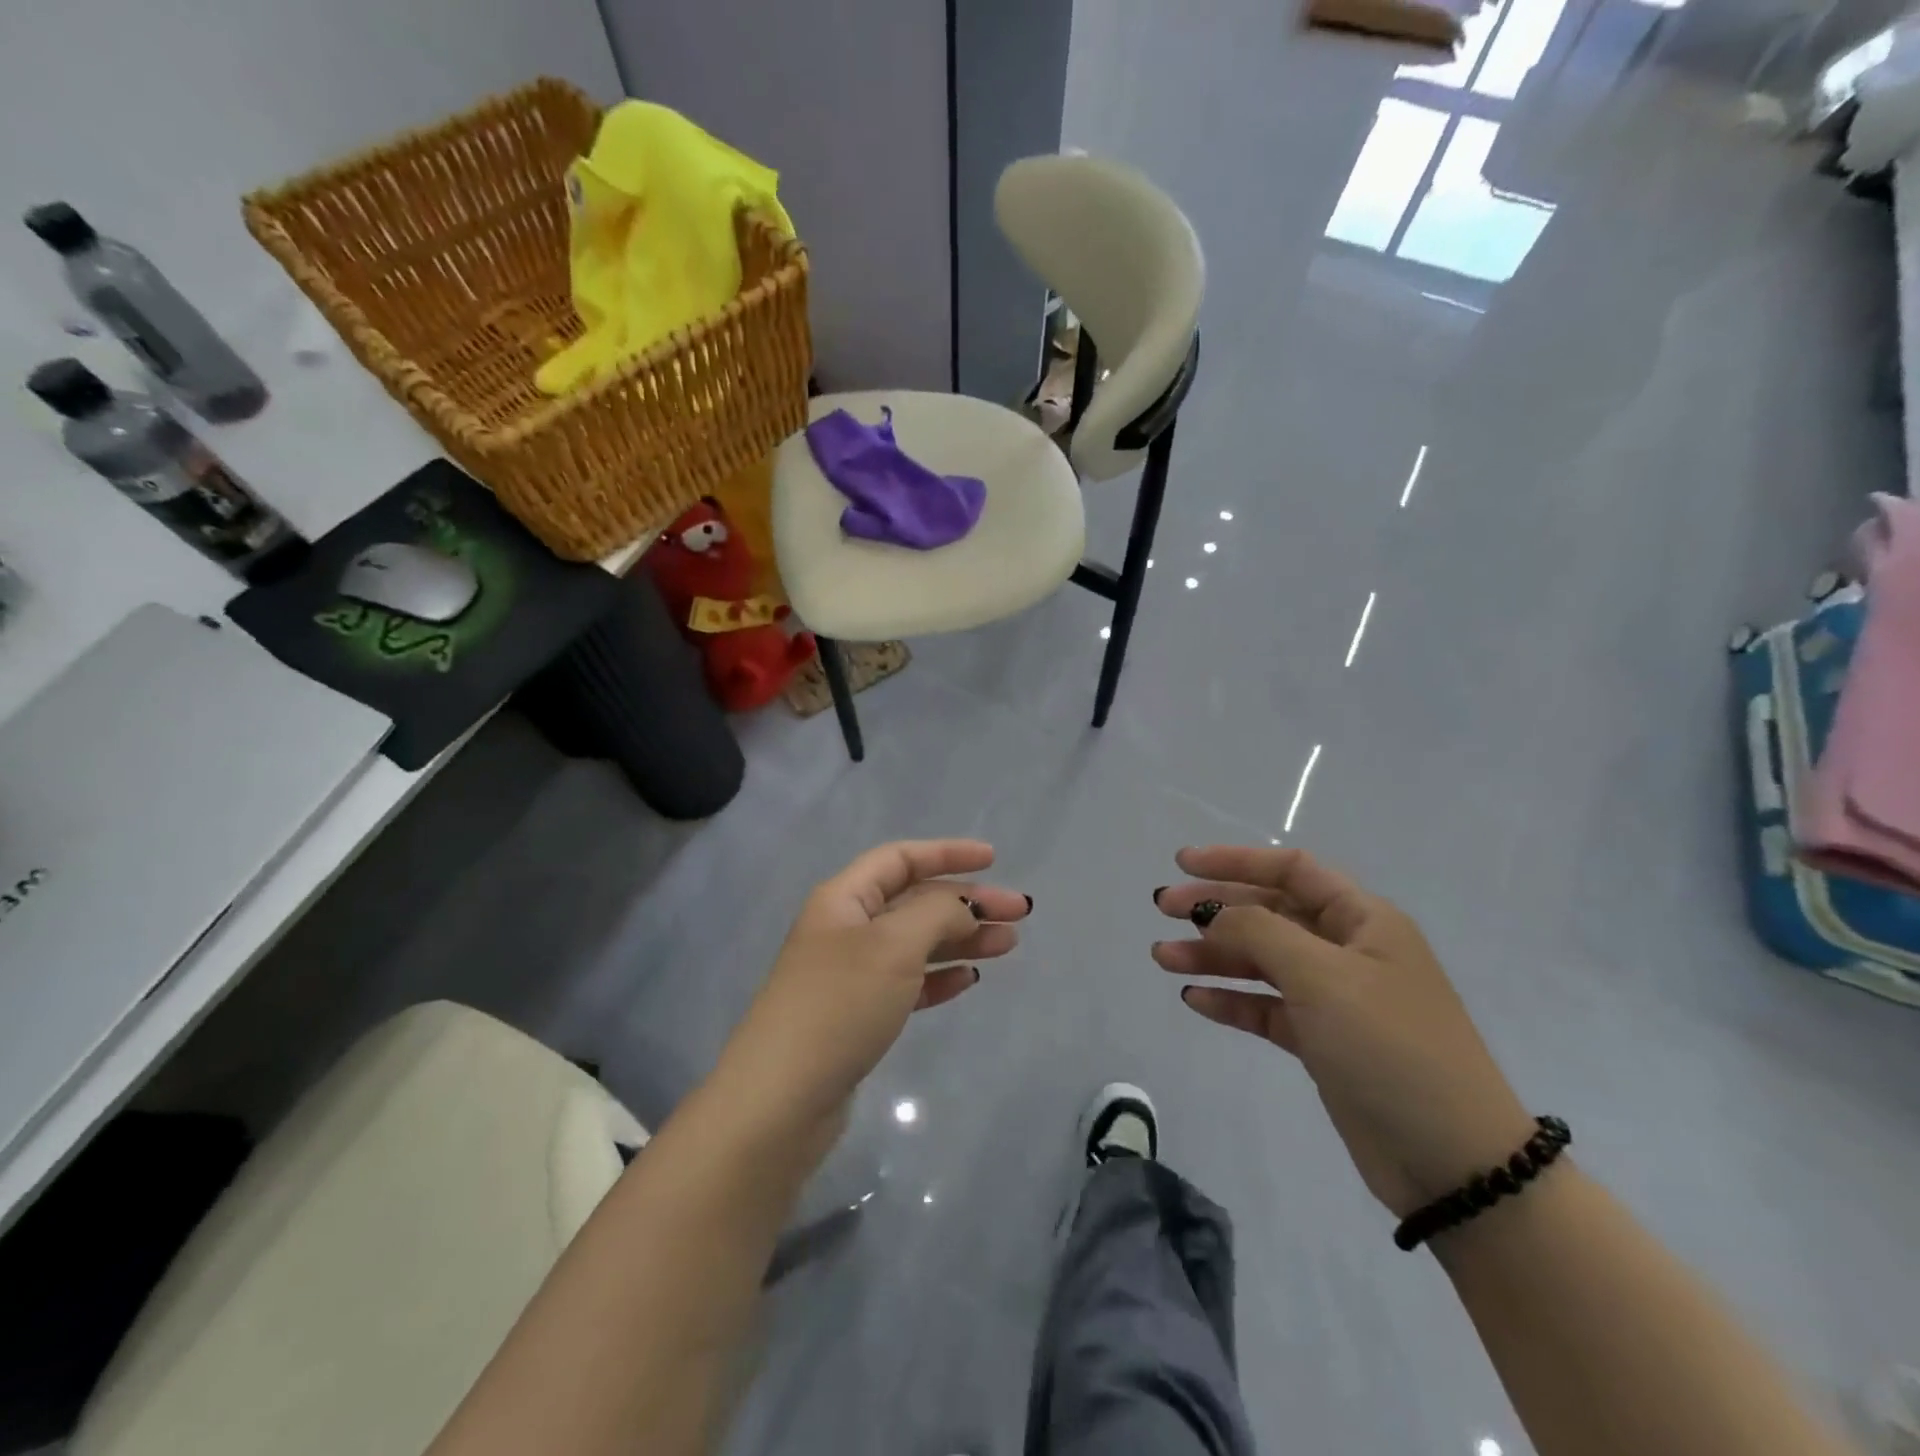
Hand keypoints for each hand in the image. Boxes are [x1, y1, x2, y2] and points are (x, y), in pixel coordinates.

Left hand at [714, 839, 1029, 1132]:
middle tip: (1018, 913)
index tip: (993, 859)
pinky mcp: (857, 1015)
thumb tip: (965, 904)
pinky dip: (938, 977)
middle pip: (914, 901)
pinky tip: (968, 980)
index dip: (947, 852)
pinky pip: (907, 983)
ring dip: (961, 939)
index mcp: (843, 899)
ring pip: (915, 943)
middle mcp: (845, 928)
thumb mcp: (893, 946)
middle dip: (966, 902)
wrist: (780, 1101)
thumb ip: (936, 913)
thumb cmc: (839, 1005)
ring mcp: (850, 974)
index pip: (900, 859)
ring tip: (1008, 945)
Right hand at [1154, 845, 1533, 1217]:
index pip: (1291, 869)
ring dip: (1213, 955)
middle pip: (1270, 912)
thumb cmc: (1391, 1047)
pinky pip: (1267, 1007)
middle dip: (1215, 907)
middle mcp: (1349, 951)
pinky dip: (1232, 1000)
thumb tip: (1212, 913)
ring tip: (1162, 957)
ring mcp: (1336, 998)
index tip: (1183, 864)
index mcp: (1363, 921)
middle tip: (1162, 909)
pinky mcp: (1324, 1042)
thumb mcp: (1323, 976)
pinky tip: (1194, 999)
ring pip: (1262, 961)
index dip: (1235, 860)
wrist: (1454, 1164)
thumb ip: (1260, 931)